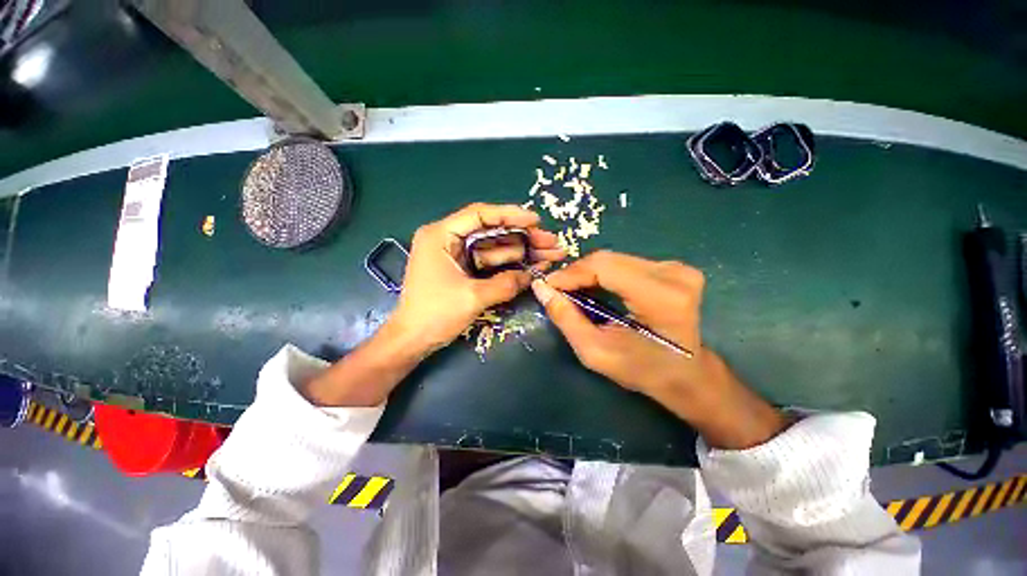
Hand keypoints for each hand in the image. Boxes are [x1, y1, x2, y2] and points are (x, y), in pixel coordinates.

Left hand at [390, 203, 564, 355]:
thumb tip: (531, 276)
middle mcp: (448, 238)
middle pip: (492, 230)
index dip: (511, 215)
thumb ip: (505, 284)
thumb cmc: (434, 315)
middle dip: (523, 237)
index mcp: (441, 235)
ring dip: (521, 251)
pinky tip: (531, 266)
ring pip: (494, 247)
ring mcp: (456, 254)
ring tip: (550, 255)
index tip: (537, 220)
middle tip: (551, 242)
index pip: (480, 214)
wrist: (411, 340)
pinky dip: (509, 264)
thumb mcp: (473, 297)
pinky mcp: (463, 269)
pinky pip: (490, 262)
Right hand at [532, 250, 787, 448]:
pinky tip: (594, 289)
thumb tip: (541, 288)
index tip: (548, 286)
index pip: (603, 267)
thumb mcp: (596, 352)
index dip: (570, 273)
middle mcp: (673, 274)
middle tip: (558, 291)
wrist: (687, 375)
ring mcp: (677, 268)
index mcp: (661, 297)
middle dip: (577, 273)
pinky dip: (603, 274)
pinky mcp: (674, 268)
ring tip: (573, 291)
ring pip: (614, 259)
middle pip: (607, 259)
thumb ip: (566, 318)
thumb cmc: (643, 370)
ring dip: (588, 273)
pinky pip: (625, 263)